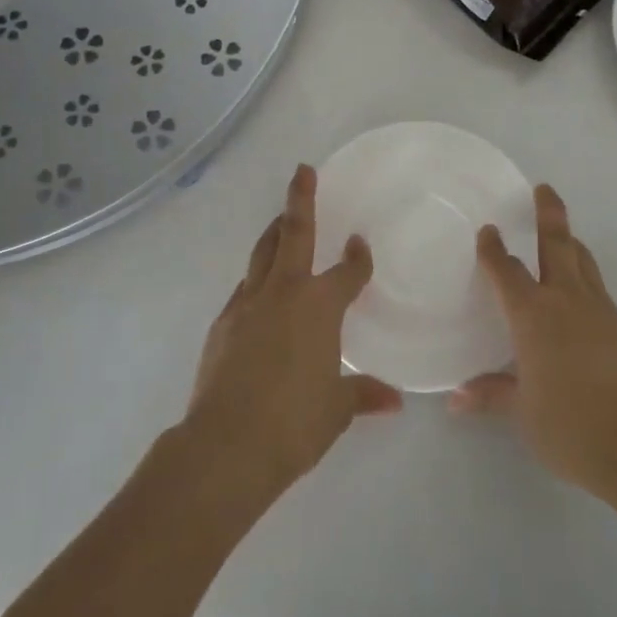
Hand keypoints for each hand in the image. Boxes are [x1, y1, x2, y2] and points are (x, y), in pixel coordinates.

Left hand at [182, 165, 402, 507]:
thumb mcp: (336, 410)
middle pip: (293, 233)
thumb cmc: (294, 423)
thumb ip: (363, 395)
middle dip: (301, 200)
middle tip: (303, 171)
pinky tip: (259, 294)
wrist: (226, 445)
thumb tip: (394, 401)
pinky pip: (244, 289)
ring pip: (262, 254)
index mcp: (319, 306)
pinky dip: (256, 281)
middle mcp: (284, 292)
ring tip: (281, 222)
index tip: (360, 244)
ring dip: (274, 234)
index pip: (347, 271)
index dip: (358, 257)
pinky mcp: (222, 324)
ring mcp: (248, 304)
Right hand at [451, 184, 616, 510]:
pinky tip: (579, 288)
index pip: (507, 270)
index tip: (489, 230)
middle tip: (543, 188)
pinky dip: (583, 271)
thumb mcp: (523, 413)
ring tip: (562, 231)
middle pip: (557, 243)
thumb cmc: (570, 427)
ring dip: (569, 239)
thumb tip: (456, 399)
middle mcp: (565, 300)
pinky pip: (596, 283)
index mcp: (533, 315)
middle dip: (548, 213)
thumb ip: (491, 395)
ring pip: (582, 260)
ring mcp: (598, 310)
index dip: (494, 249)